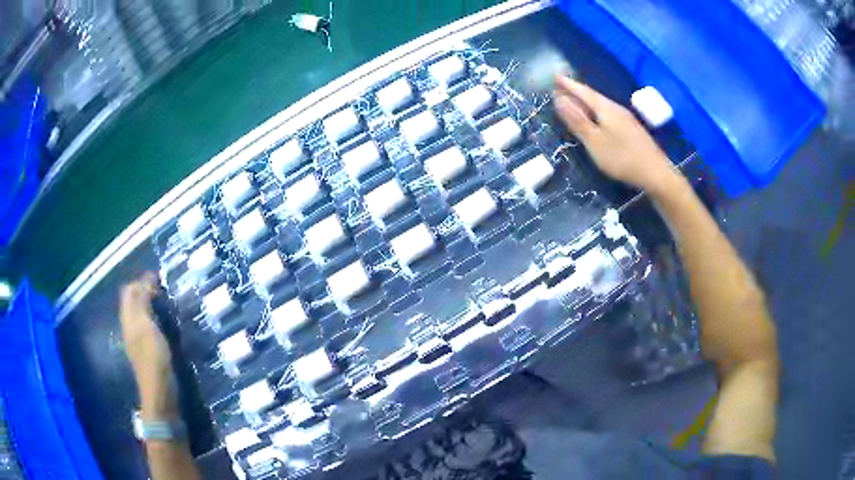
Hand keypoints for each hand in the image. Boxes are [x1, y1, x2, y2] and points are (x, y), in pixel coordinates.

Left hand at [119, 273, 170, 379]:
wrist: (159, 390)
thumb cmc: (153, 356)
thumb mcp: (146, 326)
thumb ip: (143, 302)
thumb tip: (145, 280)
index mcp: (128, 318)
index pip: (129, 291)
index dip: (141, 281)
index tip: (159, 277)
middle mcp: (130, 326)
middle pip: (133, 301)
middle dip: (144, 289)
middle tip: (162, 287)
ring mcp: (138, 338)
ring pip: (140, 312)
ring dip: (149, 302)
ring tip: (164, 300)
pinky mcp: (147, 348)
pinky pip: (147, 323)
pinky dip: (153, 315)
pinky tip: (164, 320)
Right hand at [553, 76, 677, 193]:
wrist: (656, 173)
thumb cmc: (622, 158)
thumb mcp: (594, 141)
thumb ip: (577, 121)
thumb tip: (559, 99)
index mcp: (605, 108)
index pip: (583, 91)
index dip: (569, 84)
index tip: (555, 76)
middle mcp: (616, 109)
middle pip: (593, 97)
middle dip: (577, 91)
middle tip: (561, 88)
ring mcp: (626, 119)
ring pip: (602, 105)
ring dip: (587, 102)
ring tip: (576, 102)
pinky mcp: (632, 130)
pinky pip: (609, 114)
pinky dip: (597, 112)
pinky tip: (597, 118)